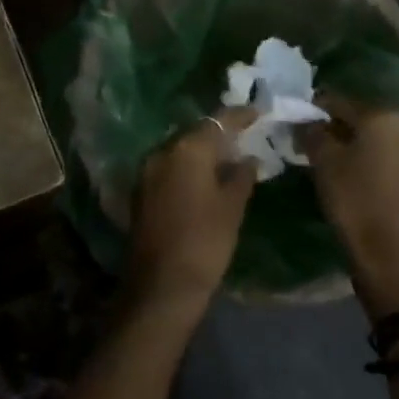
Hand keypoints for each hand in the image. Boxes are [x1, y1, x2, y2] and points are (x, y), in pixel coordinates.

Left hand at [129, 109, 256, 315]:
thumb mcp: (232, 208)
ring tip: (228, 158)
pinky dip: (187, 168)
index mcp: (187, 150)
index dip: (239, 116)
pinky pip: (169, 168)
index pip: (217, 121)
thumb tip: (248, 158)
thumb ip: (241, 176)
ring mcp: (147, 172)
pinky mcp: (141, 192)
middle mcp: (162, 152)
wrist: (161, 286)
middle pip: (195, 133)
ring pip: (180, 151)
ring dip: (202, 152)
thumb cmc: (205, 243)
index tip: (258, 112)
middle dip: (219, 134)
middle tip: (245, 137)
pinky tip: (205, 179)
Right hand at [301, 94, 398, 315]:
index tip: (299, 123)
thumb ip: (313, 133)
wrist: (393, 258)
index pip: (339, 102)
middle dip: (340, 130)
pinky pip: (395, 164)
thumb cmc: (354, 203)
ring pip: (382, 142)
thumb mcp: (323, 164)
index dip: (315, 111)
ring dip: (361, 148)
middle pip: (364, 121)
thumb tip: (309, 122)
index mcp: (382, 117)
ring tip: (340, 166)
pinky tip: (364, 183)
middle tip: (317, 146)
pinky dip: (378, 166)